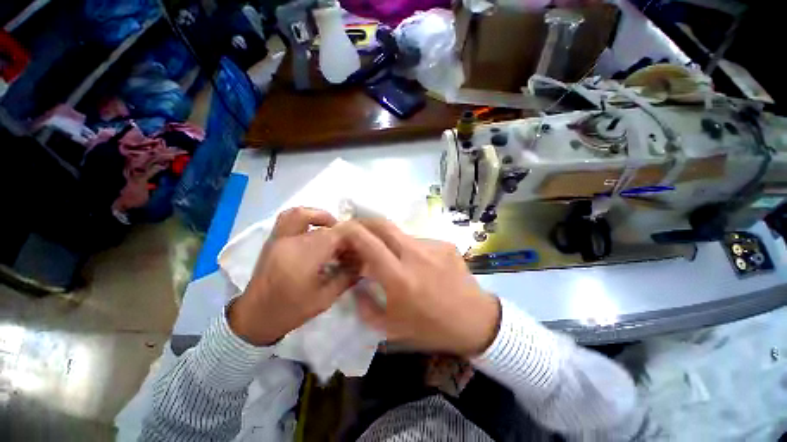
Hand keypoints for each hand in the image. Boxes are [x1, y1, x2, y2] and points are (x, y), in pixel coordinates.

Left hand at [228, 207, 356, 345]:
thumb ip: (347, 277)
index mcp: (303, 257)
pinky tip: (314, 231)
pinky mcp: (273, 239)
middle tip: (347, 241)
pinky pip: (288, 218)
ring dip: (320, 216)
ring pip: (301, 213)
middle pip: (321, 224)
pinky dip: (305, 218)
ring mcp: (278, 238)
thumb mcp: (325, 298)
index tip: (362, 243)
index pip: (334, 234)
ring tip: (331, 228)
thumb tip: (364, 261)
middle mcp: (290, 242)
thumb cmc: (291, 311)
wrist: (254, 317)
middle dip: (340, 230)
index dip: (352, 235)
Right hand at [338, 219, 500, 355]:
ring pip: (401, 234)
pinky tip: (420, 266)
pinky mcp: (445, 244)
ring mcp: (433, 246)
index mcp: (399, 277)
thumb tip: (356, 284)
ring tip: (396, 260)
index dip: (351, 231)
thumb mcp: (390, 327)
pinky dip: (411, 250)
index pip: (368, 242)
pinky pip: (420, 242)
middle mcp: (415, 255)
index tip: (342, 231)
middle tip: (359, 232)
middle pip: (384, 224)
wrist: (474, 320)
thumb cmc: (430, 327)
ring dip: (390, 242)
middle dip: (366, 223)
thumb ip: (364, 305)